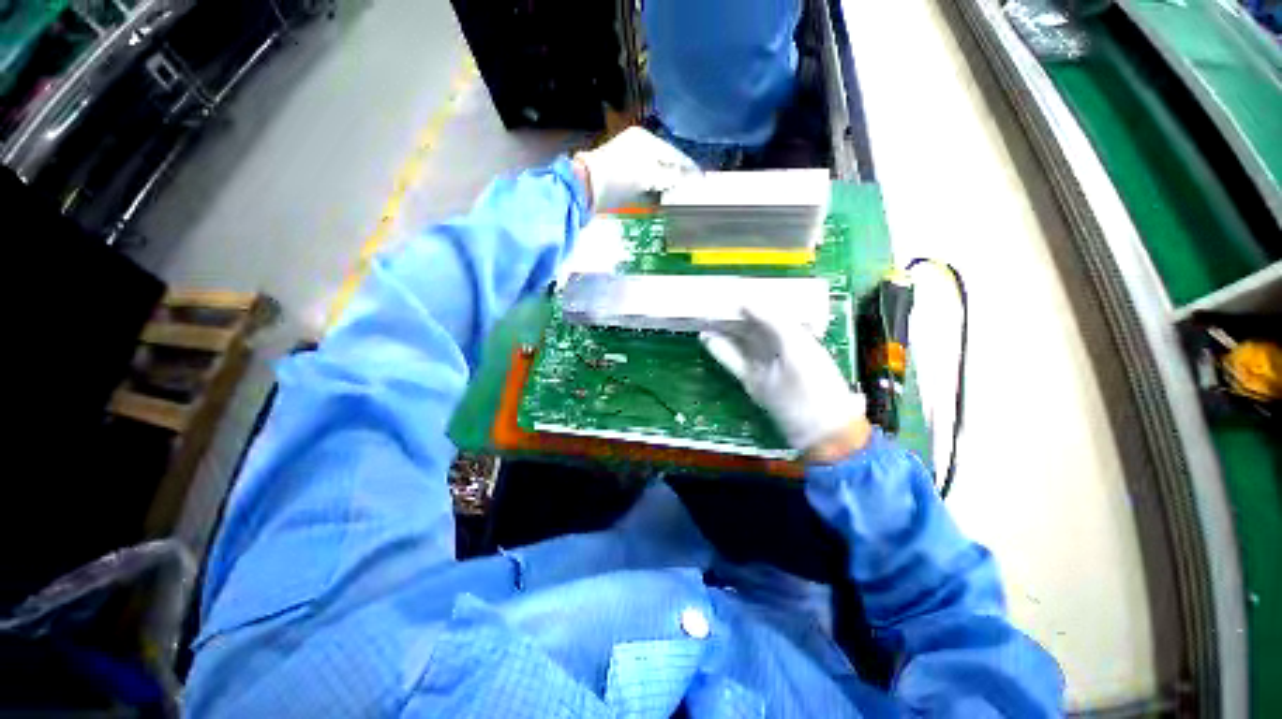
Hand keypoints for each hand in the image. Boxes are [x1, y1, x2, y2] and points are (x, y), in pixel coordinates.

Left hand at [574, 127, 698, 211]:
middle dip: (678, 176)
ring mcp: (628, 159)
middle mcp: (637, 146)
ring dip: (666, 184)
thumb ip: (669, 177)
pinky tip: (659, 198)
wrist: (586, 186)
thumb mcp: (648, 176)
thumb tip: (685, 179)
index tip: (701, 180)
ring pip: (654, 173)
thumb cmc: (619, 177)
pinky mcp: (621, 175)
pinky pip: (644, 181)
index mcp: (645, 140)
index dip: (689, 168)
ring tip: (678, 196)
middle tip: (691, 190)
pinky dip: (653, 189)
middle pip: (664, 162)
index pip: (674, 154)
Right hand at [700, 307, 868, 458]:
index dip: (751, 301)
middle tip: (711, 302)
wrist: (818, 427)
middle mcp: (777, 347)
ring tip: (703, 316)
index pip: (769, 312)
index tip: (732, 290)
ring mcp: (762, 364)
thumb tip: (747, 301)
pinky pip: (733, 360)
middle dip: (733, 314)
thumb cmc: (814, 382)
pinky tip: (706, 338)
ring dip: (722, 330)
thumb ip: (774, 322)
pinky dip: (719, 350)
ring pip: (739, 341)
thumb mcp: (798, 346)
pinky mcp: (750, 379)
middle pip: (751, 325)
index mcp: (795, 334)